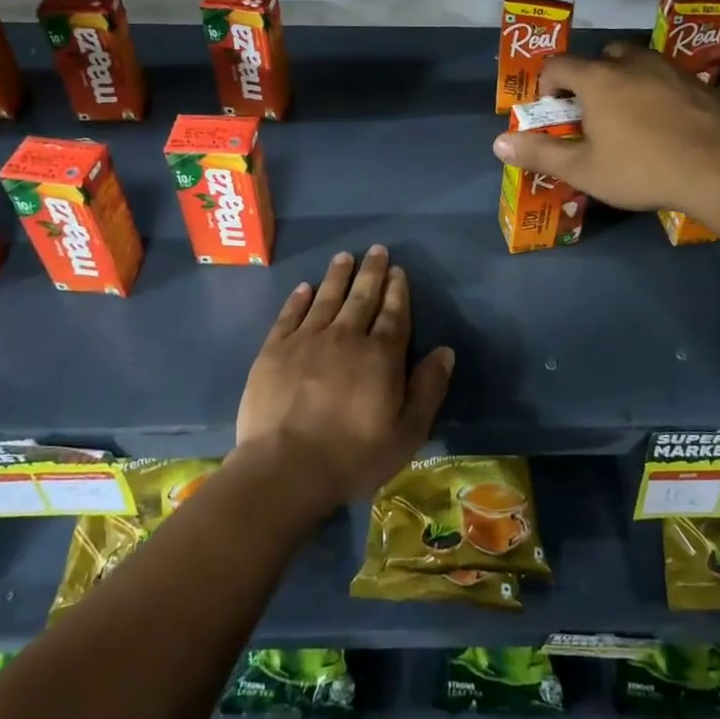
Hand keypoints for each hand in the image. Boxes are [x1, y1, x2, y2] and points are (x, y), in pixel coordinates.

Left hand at [235, 246, 453, 512]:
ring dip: (337, 276)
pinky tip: (304, 288)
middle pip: (362, 297)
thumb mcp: (407, 433)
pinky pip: (289, 315)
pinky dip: (299, 299)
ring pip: (326, 298)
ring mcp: (307, 340)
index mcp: (381, 356)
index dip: (397, 291)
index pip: (394, 314)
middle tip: (376, 250)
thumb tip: (445, 351)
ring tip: (344, 257)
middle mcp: (346, 337)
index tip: (398, 270)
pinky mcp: (274, 350)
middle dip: (371, 272)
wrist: (285, 468)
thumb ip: (428, 389)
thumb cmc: (353, 456)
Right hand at [492, 44, 719, 219]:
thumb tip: (498, 143)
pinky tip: (663, 123)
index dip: (548, 83)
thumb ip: (540, 153)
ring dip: (624, 80)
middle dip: (589, 78)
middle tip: (592, 113)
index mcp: (599, 79)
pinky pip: (665, 77)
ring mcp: (669, 69)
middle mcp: (632, 63)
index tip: (554, 110)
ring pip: (637, 62)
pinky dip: (655, 90)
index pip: (559, 64)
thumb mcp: (584, 170)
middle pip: (601, 56)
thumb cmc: (642, 169)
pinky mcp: (698, 83)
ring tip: (628, 116)